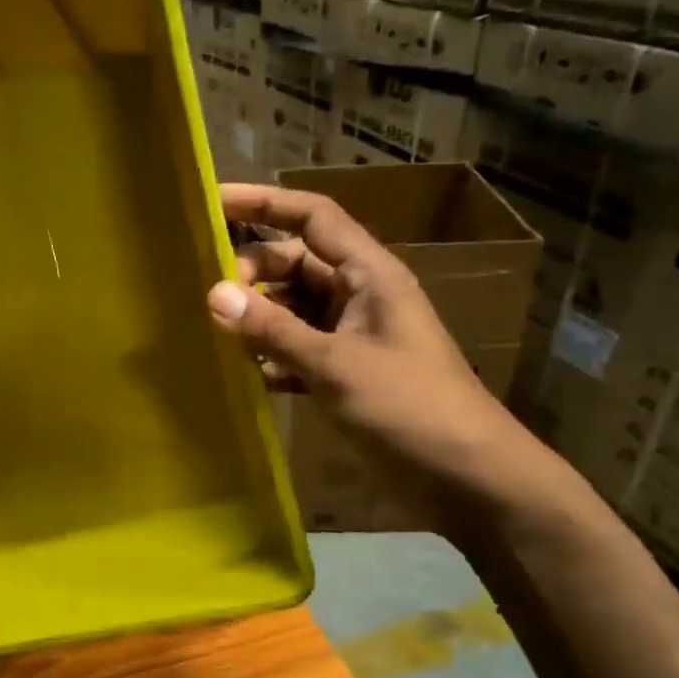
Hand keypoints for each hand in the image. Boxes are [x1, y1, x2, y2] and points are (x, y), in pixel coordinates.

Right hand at [206, 183, 517, 477]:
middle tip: (213, 297)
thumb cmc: (407, 406)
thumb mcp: (334, 364)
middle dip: (253, 271)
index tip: (215, 202)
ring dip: (259, 317)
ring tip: (216, 332)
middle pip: (296, 263)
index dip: (265, 203)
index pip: (313, 218)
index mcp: (369, 275)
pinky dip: (273, 356)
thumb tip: (214, 295)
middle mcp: (359, 296)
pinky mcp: (347, 373)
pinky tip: (246, 373)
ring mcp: (353, 336)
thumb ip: (273, 329)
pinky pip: (299, 349)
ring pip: (294, 308)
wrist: (465, 475)